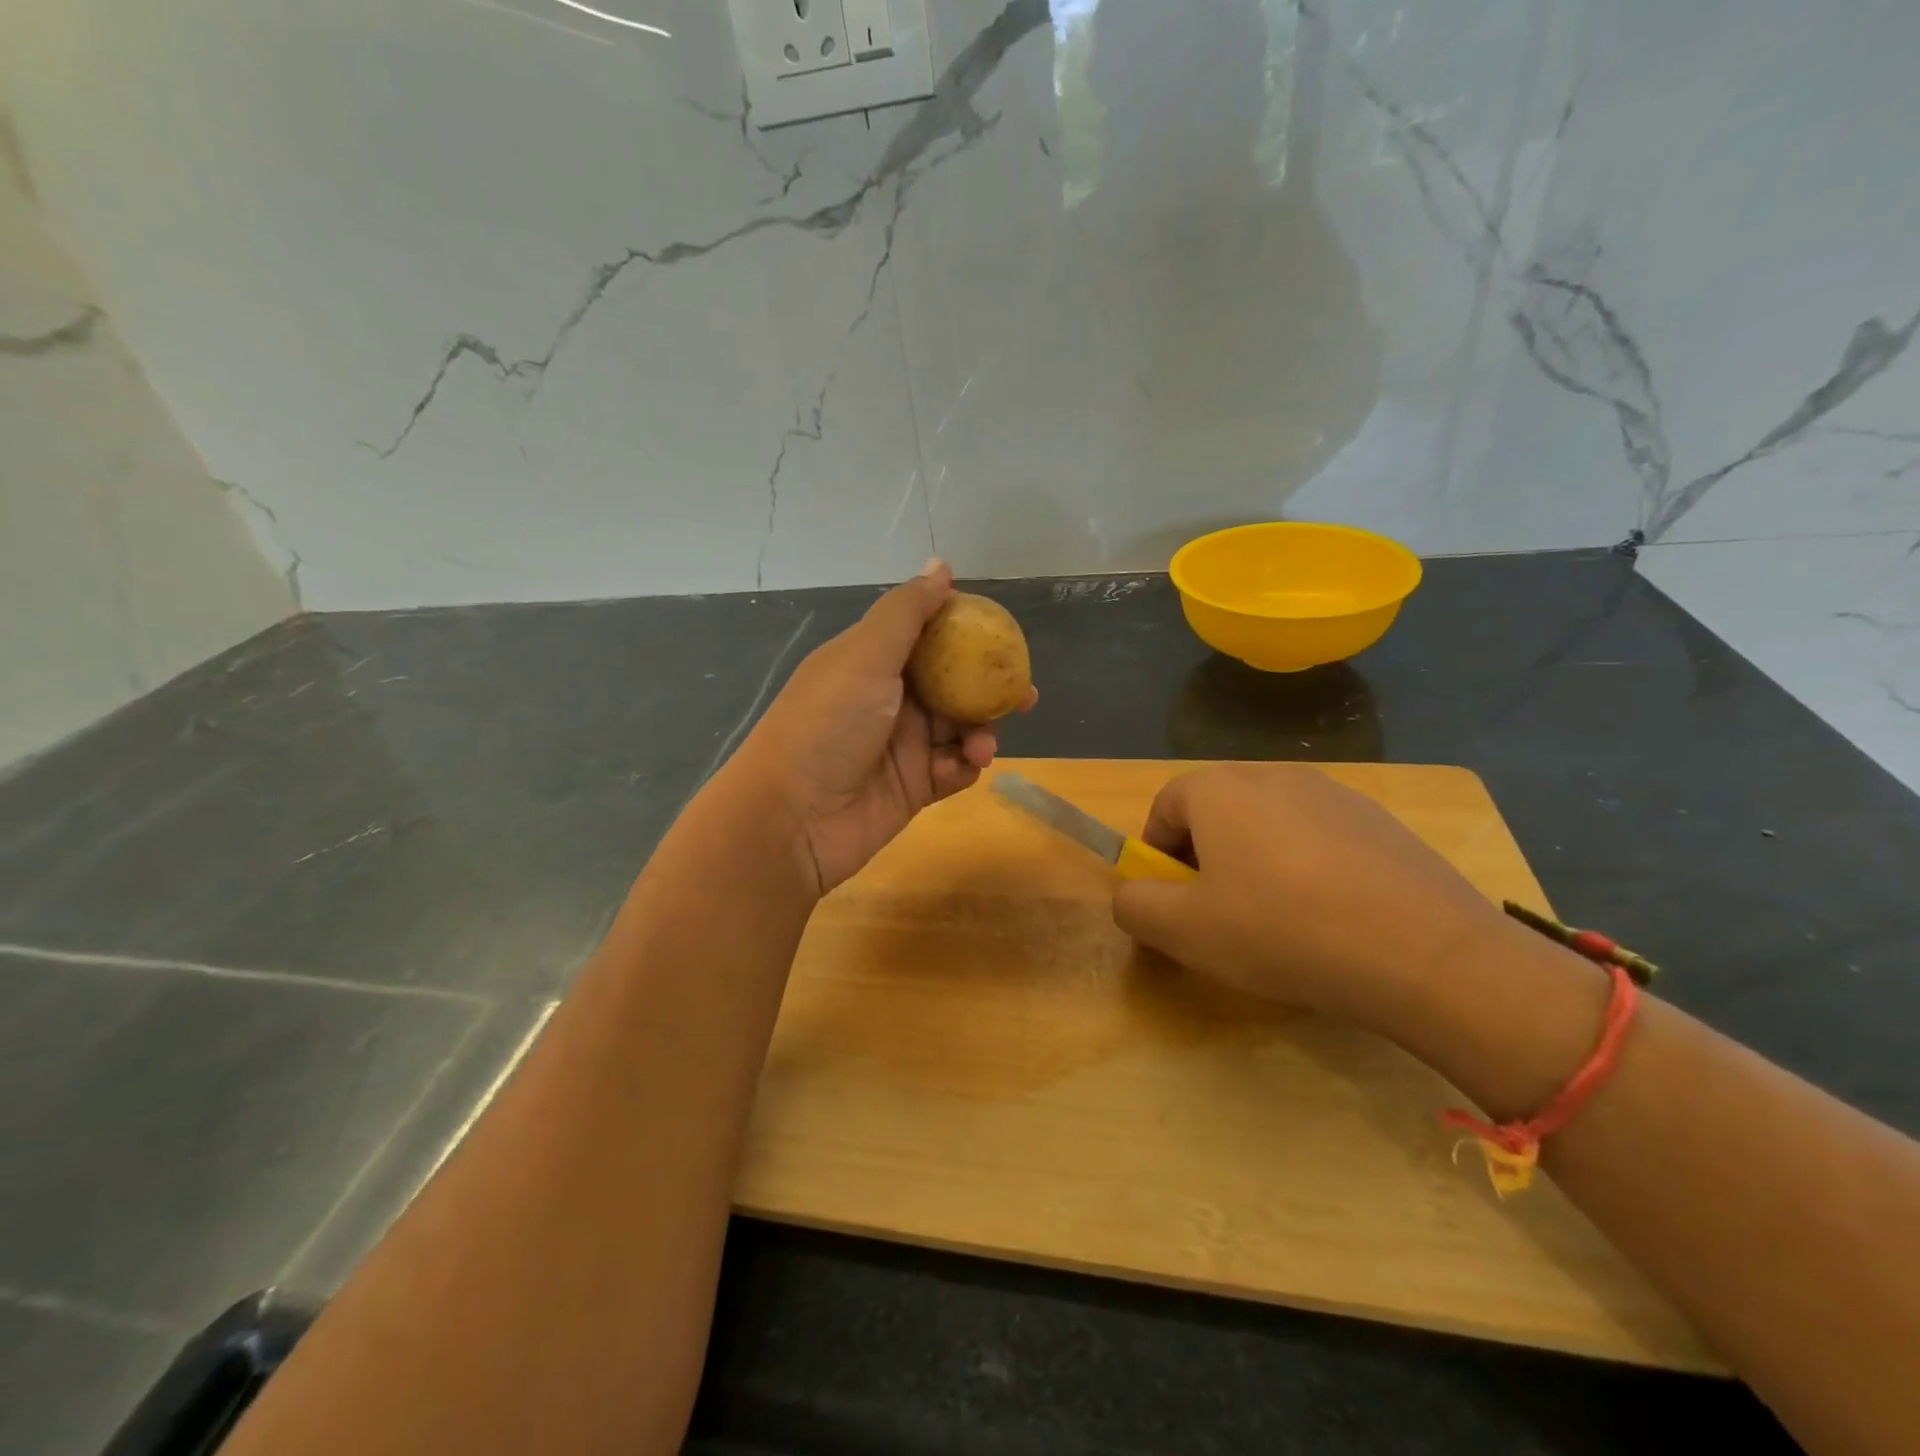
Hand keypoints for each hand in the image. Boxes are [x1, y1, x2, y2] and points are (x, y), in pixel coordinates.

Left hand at [728, 560, 1037, 896]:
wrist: (792, 819)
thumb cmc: (827, 725)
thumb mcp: (865, 656)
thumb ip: (907, 612)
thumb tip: (942, 565)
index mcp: (871, 661)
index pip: (927, 636)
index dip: (964, 633)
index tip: (1001, 636)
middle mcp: (888, 700)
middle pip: (952, 684)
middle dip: (988, 688)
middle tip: (1023, 694)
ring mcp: (901, 746)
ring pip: (959, 728)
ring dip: (979, 731)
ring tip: (982, 745)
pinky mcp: (913, 788)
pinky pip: (953, 769)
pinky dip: (963, 766)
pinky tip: (962, 767)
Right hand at [1111, 763, 1508, 1029]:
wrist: (1425, 953)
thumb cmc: (1282, 932)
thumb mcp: (1183, 931)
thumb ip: (1135, 906)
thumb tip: (1131, 896)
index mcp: (1219, 789)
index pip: (1164, 806)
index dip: (1157, 854)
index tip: (1172, 900)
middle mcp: (1272, 774)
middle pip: (1216, 810)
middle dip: (1205, 857)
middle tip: (1220, 913)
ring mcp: (1333, 792)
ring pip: (1269, 823)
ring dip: (1256, 861)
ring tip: (1279, 920)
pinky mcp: (1379, 820)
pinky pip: (1319, 837)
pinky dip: (1308, 867)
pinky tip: (1331, 917)